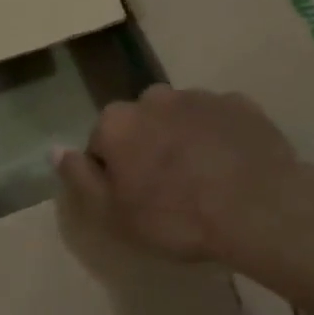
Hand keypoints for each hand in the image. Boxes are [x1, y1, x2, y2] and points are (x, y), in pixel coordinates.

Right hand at [51, 84, 308, 266]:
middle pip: (141, 124)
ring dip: (184, 140)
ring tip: (205, 181)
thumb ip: (80, 178)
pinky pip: (218, 120)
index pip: (101, 142)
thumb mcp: (113, 214)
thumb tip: (55, 150)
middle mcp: (154, 97)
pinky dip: (219, 137)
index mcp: (118, 122)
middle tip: (169, 190)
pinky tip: (232, 168)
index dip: (114, 173)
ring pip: (180, 118)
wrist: (257, 208)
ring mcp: (200, 96)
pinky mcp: (239, 103)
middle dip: (149, 148)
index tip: (134, 199)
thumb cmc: (176, 217)